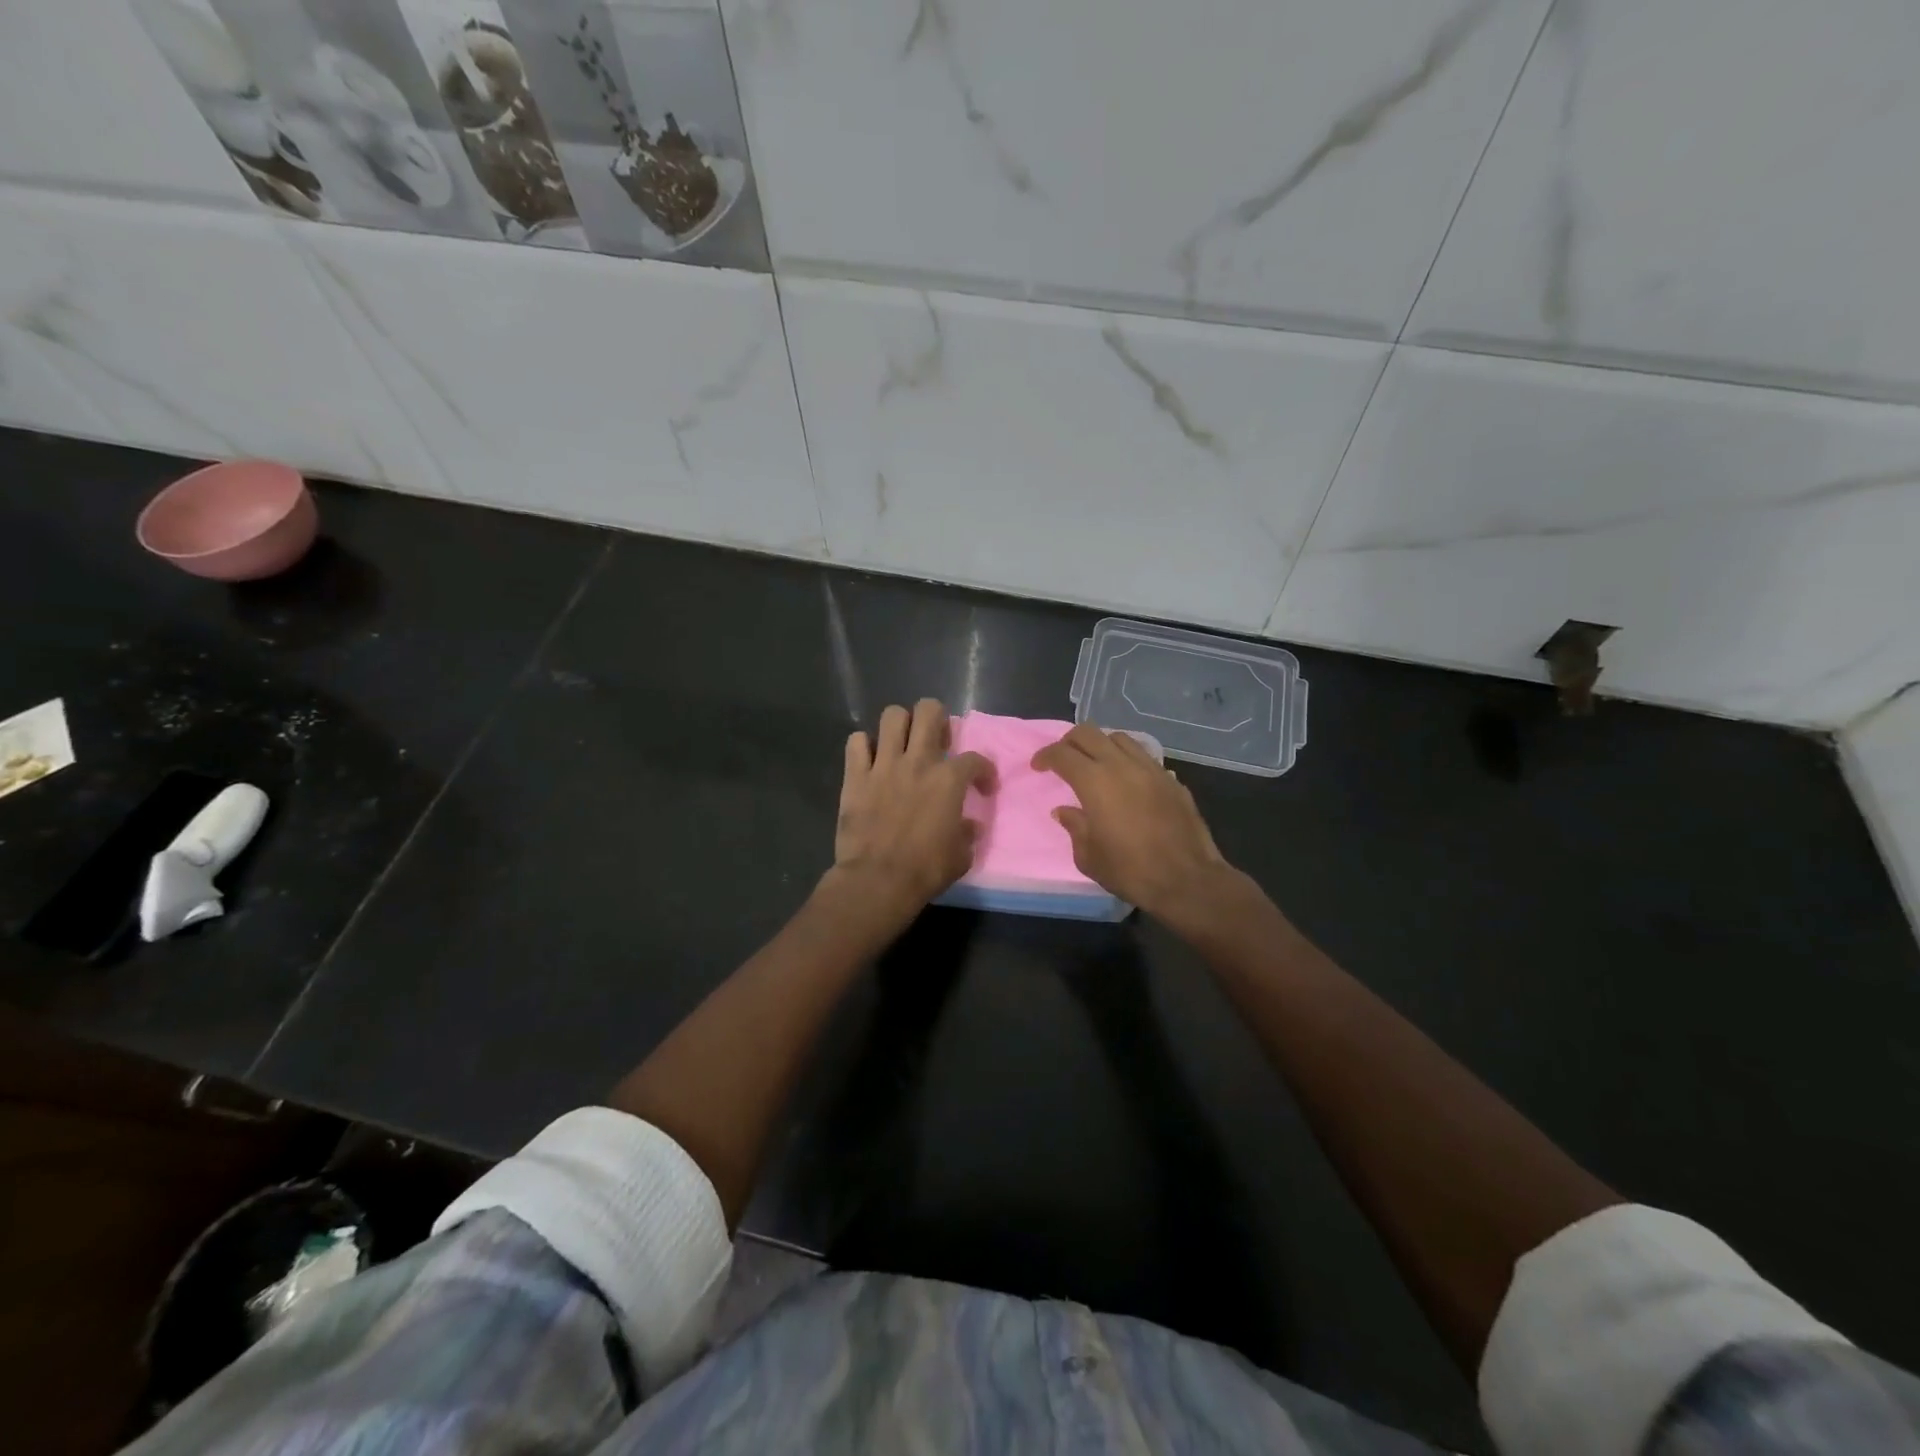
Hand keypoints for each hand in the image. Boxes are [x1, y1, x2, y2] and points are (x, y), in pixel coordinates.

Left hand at [828, 698, 993, 919]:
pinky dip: (863, 747)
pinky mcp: (855, 776)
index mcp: (948, 780)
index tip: (983, 788)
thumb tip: (969, 825)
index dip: (984, 771)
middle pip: (929, 711)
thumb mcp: (961, 856)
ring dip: (900, 726)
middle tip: (936, 742)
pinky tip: (870, 761)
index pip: (975, 759)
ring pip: (892, 716)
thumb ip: (967, 834)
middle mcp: (918, 762)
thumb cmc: (925, 870)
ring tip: (903, 744)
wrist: (877, 881)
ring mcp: (883, 765)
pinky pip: (856, 742)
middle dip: (937, 720)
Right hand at [1032, 724, 1235, 922]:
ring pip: (1119, 738)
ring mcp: (1150, 769)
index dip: (1045, 756)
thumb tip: (1064, 811)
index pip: (1062, 754)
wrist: (1187, 880)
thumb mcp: (1088, 856)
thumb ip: (1074, 827)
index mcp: (1095, 782)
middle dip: (1069, 741)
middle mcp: (1122, 765)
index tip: (1038, 766)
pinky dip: (1127, 759)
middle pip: (1089, 733)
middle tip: (1063, 759)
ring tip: (1096, 765)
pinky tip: (1126, 780)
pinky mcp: (1171, 779)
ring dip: (1101, 745)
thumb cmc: (1130, 871)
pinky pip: (1143, 756)